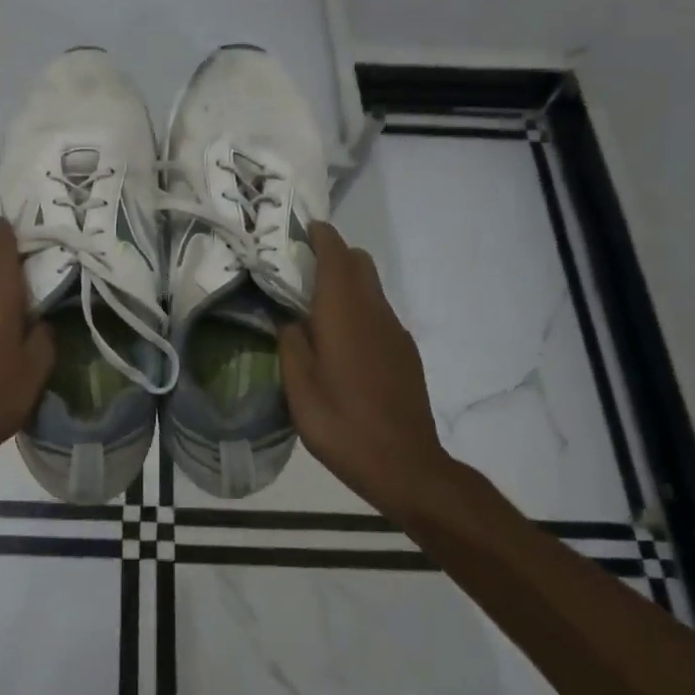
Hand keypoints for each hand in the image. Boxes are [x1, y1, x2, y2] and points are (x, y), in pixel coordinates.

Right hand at [279, 221, 456, 523]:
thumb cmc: (343, 424)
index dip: (320, 236)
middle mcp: (374, 312)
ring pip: (371, 287)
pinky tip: (341, 342)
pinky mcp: (405, 352)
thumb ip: (290, 343)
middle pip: (359, 263)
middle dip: (333, 254)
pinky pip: (378, 313)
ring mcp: (395, 332)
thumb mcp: (299, 388)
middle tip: (300, 269)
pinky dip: (358, 308)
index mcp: (345, 313)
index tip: (300, 229)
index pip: (336, 255)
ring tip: (314, 306)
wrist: (406, 465)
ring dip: (346, 283)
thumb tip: (289, 320)